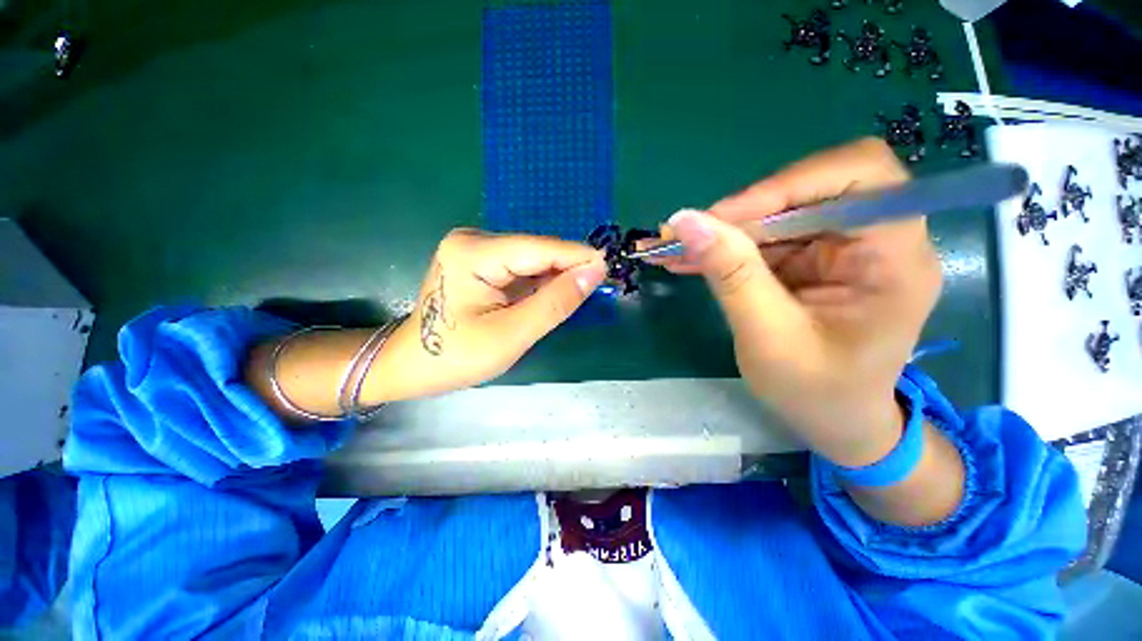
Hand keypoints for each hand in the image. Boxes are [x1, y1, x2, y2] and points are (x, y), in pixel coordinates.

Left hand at [379, 229, 606, 398]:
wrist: (413, 365)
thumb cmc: (456, 357)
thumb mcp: (511, 335)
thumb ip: (555, 303)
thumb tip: (595, 272)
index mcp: (474, 253)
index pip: (540, 249)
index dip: (578, 257)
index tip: (610, 269)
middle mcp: (474, 240)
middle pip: (537, 251)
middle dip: (567, 270)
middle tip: (596, 291)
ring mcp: (475, 249)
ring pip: (532, 259)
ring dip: (555, 278)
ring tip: (576, 297)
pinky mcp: (480, 261)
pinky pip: (522, 268)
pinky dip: (541, 283)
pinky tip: (551, 297)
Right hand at [658, 138, 942, 466]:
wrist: (835, 423)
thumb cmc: (817, 393)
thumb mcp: (769, 338)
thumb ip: (732, 275)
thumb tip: (686, 221)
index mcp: (894, 257)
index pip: (857, 176)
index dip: (787, 184)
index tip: (722, 218)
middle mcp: (874, 240)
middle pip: (807, 191)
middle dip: (741, 213)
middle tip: (686, 236)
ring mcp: (839, 249)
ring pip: (775, 214)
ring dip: (721, 231)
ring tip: (672, 248)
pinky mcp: (809, 261)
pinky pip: (762, 239)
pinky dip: (722, 247)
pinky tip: (687, 259)